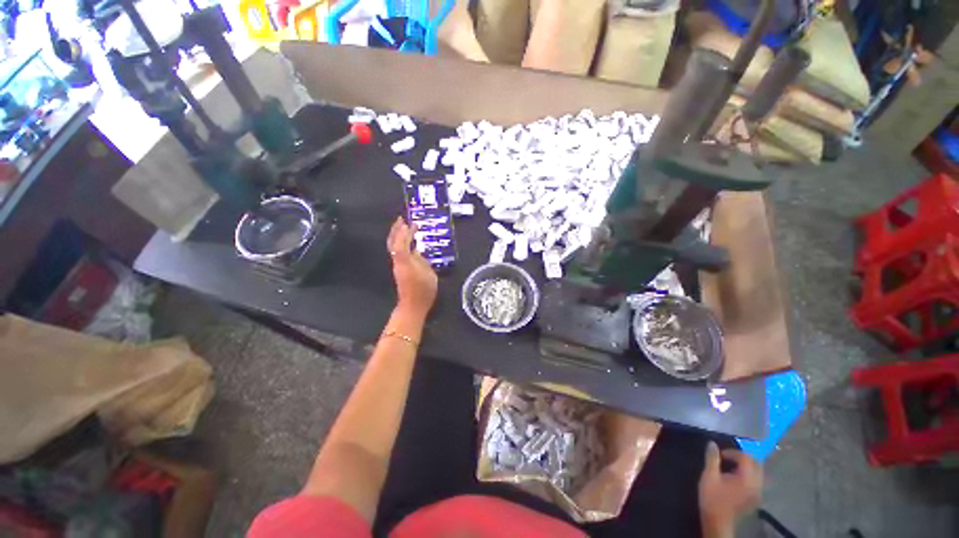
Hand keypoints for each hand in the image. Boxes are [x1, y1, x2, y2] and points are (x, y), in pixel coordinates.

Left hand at [387, 217, 437, 319]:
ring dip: (398, 236)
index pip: (402, 242)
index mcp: (405, 261)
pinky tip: (409, 243)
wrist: (412, 306)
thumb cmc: (423, 291)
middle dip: (396, 230)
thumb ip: (422, 261)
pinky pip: (398, 252)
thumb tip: (417, 251)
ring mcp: (397, 266)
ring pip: (394, 247)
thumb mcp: (429, 274)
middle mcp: (398, 261)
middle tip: (401, 220)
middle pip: (393, 242)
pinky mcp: (399, 270)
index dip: (405, 232)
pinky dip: (401, 244)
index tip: (410, 223)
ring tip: (404, 228)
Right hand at [698, 442, 762, 536]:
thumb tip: (712, 444)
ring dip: (747, 466)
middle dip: (743, 457)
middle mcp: (756, 485)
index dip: (733, 452)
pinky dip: (749, 475)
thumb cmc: (712, 499)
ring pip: (758, 473)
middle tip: (728, 458)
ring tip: (732, 467)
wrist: (718, 522)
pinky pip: (757, 481)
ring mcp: (758, 493)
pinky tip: (737, 478)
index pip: (746, 458)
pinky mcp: (756, 499)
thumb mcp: (709, 476)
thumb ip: (712, 459)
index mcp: (746, 479)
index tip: (720, 455)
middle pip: (756, 464)